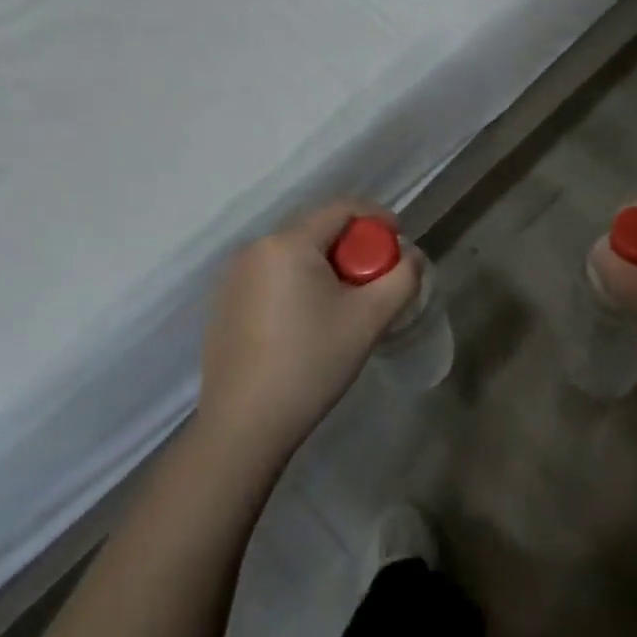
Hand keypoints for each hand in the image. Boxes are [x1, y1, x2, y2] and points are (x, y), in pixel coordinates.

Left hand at [198, 199, 420, 462]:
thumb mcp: (370, 319)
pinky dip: (298, 284)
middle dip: (352, 247)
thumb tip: (412, 255)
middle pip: (317, 231)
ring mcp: (233, 277)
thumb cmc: (311, 363)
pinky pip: (272, 276)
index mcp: (288, 243)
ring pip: (294, 255)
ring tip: (344, 304)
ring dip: (325, 267)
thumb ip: (402, 278)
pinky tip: (308, 323)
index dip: (377, 217)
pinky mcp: (223, 303)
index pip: (341, 209)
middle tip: (375, 280)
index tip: (399, 241)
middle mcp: (254, 248)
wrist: (244, 427)